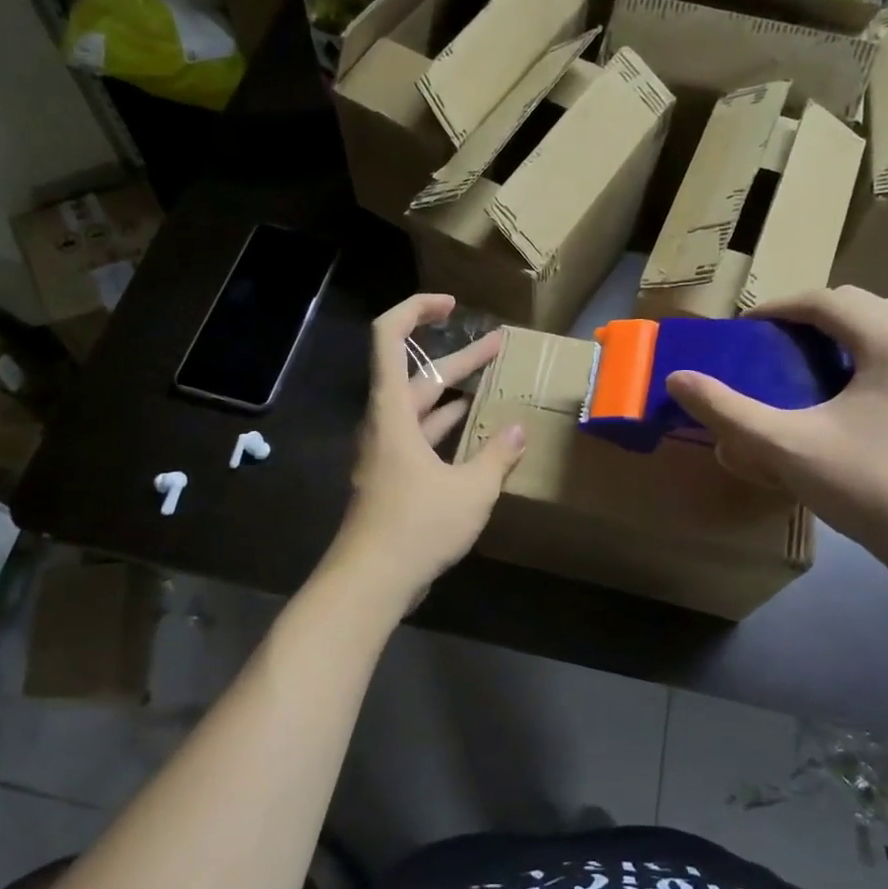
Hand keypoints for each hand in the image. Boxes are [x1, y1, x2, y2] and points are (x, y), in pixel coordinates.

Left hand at [332, 294, 526, 599]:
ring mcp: (386, 452)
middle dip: (459, 357)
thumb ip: (497, 455)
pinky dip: (446, 428)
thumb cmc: (416, 526)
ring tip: (493, 382)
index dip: (416, 310)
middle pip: (417, 374)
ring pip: (421, 408)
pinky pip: (421, 438)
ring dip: (454, 393)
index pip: (388, 337)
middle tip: (499, 344)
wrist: (369, 582)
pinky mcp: (393, 478)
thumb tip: (517, 429)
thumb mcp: (470, 490)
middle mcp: (384, 423)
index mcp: (392, 411)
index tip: (452, 306)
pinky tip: (475, 432)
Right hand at [664, 287, 887, 573]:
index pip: (827, 300)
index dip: (779, 307)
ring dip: (839, 330)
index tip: (743, 329)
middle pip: (858, 304)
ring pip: (884, 325)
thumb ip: (727, 410)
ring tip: (803, 359)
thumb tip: (676, 378)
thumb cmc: (867, 487)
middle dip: (809, 314)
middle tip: (770, 342)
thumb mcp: (785, 447)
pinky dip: (864, 351)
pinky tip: (842, 389)